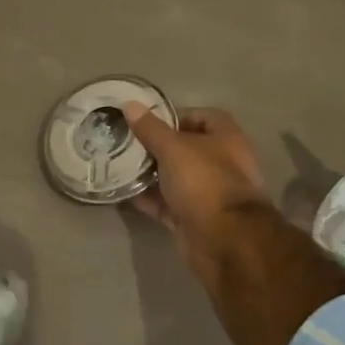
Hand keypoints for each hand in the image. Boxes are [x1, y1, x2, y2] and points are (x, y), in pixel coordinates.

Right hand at [126, 103, 274, 285]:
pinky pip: (167, 203)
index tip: (148, 121)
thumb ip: (150, 128)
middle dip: (156, 146)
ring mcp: (208, 193)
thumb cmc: (204, 182)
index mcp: (226, 139)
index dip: (177, 115)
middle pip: (186, 148)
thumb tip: (130, 104)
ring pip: (174, 177)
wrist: (225, 240)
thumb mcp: (173, 148)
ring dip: (149, 173)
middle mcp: (220, 163)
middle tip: (126, 142)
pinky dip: (148, 199)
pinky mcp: (194, 218)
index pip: (203, 116)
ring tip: (119, 165)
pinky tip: (123, 192)